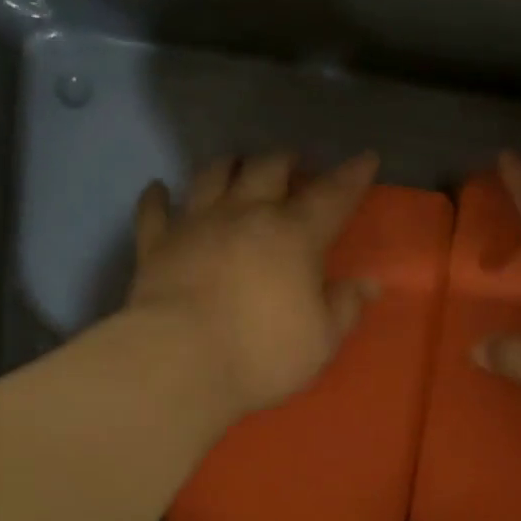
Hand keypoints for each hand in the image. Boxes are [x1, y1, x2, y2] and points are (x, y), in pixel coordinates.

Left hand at [128, 152, 379, 418]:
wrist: (180, 361)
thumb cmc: (261, 354)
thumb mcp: (320, 341)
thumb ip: (344, 308)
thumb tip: (366, 284)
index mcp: (294, 236)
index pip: (333, 196)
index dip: (353, 175)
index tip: (365, 158)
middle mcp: (246, 215)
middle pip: (268, 169)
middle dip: (286, 160)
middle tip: (294, 162)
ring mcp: (196, 224)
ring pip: (213, 176)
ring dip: (228, 165)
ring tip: (236, 162)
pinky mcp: (156, 244)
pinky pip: (154, 210)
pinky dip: (156, 197)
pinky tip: (158, 189)